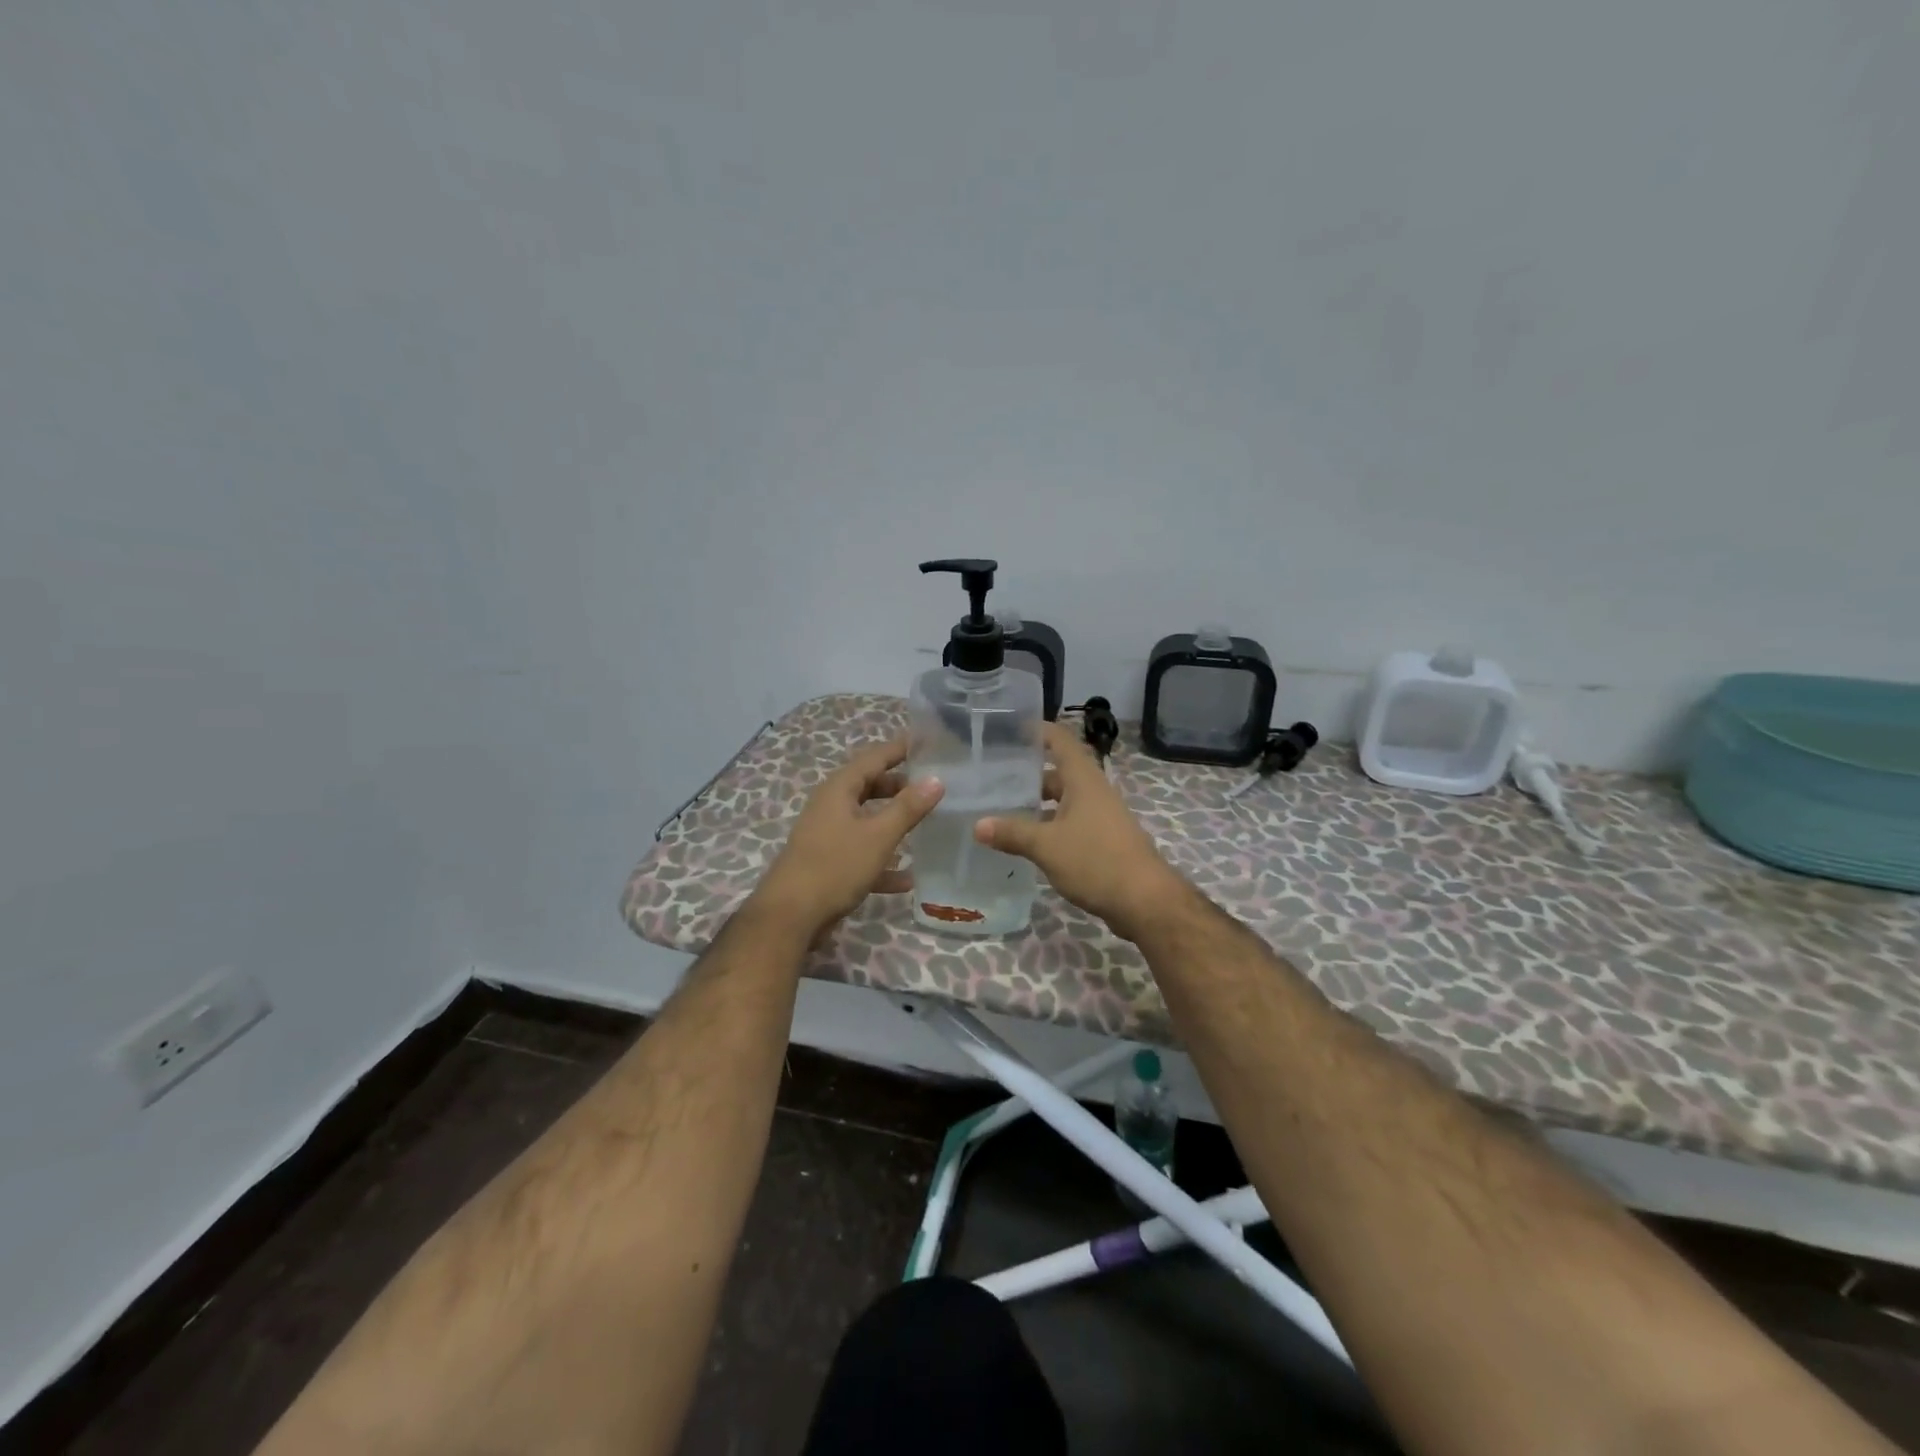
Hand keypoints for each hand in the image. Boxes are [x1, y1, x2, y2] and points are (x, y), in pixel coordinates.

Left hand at [753, 740, 945, 943]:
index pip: (874, 757)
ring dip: (894, 821)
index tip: (930, 743)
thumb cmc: (835, 867)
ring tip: (928, 823)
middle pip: (870, 786)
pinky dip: (883, 859)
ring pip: (867, 819)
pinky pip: (862, 852)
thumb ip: (908, 808)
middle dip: (901, 785)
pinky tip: (908, 878)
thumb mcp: (878, 836)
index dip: (900, 749)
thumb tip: (936, 780)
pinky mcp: (829, 863)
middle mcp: (831, 806)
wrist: (790, 917)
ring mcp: (828, 835)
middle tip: (934, 786)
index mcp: (839, 789)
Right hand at [975, 721, 1185, 941]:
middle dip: (1028, 773)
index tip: (1010, 728)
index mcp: (1083, 780)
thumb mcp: (1047, 846)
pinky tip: (1027, 840)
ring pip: (1064, 799)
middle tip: (994, 776)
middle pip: (1059, 771)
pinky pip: (1070, 822)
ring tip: (1003, 808)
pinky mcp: (1103, 840)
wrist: (1145, 901)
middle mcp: (1093, 791)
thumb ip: (1012, 833)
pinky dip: (1049, 824)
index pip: (1060, 740)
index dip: (1038, 730)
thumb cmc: (1096, 861)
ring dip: (1038, 802)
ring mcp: (1101, 816)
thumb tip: (977, 825)